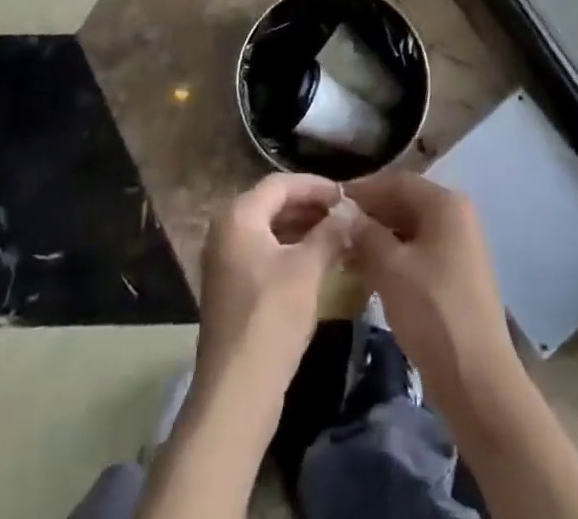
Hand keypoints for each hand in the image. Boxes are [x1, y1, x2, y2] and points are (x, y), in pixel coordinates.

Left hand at [194, 173, 348, 406]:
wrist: (236, 392)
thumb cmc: (271, 318)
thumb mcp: (307, 270)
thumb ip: (330, 233)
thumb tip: (351, 211)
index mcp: (238, 215)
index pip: (281, 184)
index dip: (316, 186)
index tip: (347, 195)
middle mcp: (226, 230)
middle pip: (274, 205)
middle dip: (312, 209)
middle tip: (347, 217)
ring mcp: (226, 261)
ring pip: (271, 231)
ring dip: (305, 231)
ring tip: (340, 238)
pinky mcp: (232, 288)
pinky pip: (266, 255)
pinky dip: (292, 253)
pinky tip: (320, 264)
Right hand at [346, 172, 520, 414]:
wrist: (477, 382)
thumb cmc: (433, 312)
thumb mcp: (390, 267)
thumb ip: (364, 232)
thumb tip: (344, 212)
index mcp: (445, 204)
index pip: (395, 182)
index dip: (361, 190)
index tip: (329, 202)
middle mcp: (456, 217)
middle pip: (403, 203)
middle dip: (368, 214)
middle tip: (333, 228)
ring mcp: (458, 247)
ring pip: (409, 230)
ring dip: (377, 237)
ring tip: (343, 251)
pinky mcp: (455, 276)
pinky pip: (417, 253)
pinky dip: (392, 257)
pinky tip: (365, 272)